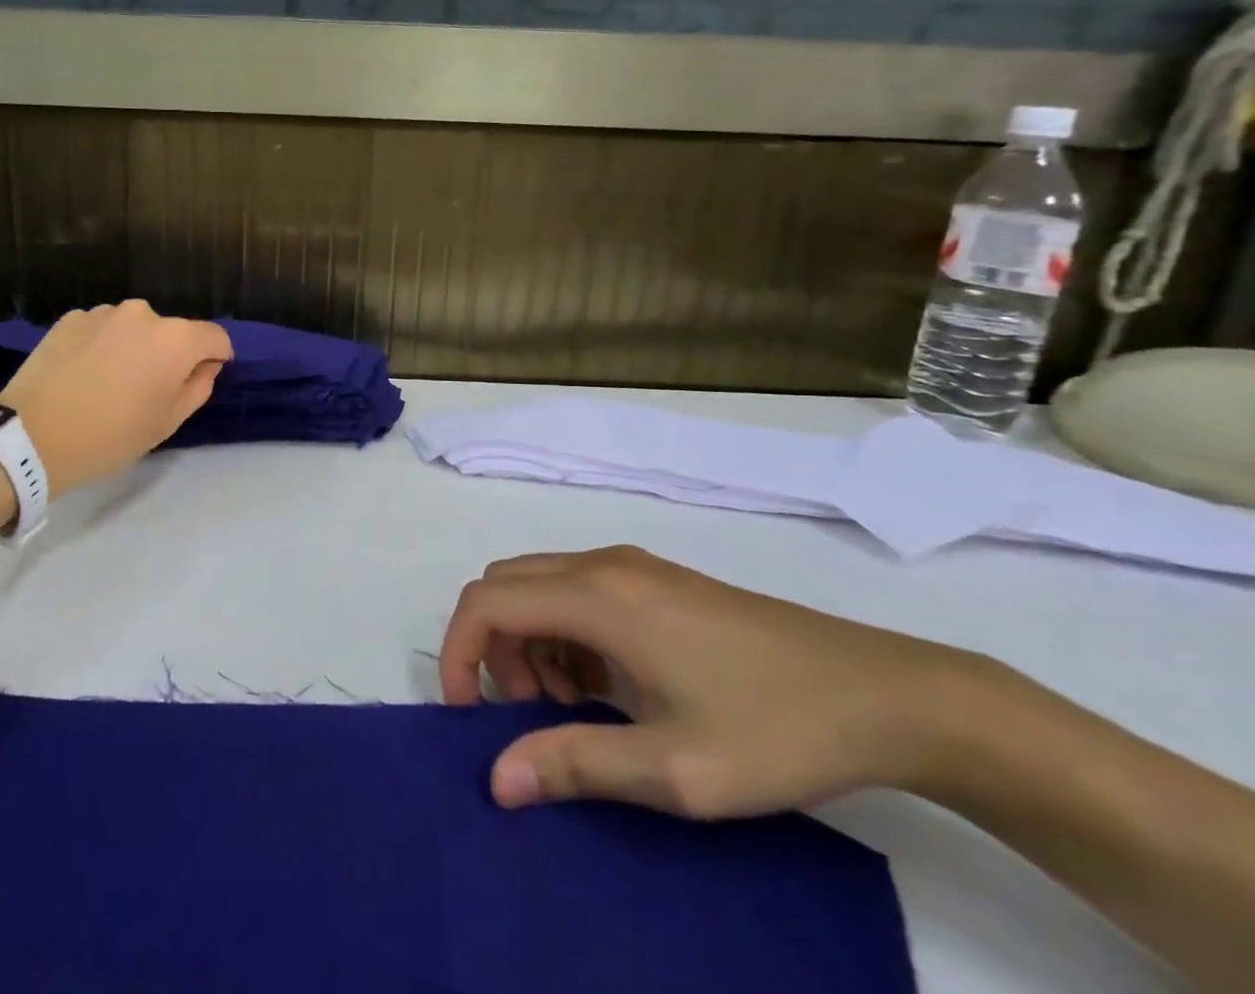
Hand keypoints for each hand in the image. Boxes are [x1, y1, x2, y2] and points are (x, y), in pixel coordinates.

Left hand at [0, 301, 231, 497]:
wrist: (32, 436)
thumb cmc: (111, 435)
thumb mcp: (167, 422)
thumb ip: (198, 387)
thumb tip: (204, 366)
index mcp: (176, 339)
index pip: (215, 337)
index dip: (216, 357)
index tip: (203, 377)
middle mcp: (143, 314)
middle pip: (172, 331)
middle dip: (169, 354)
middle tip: (148, 389)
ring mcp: (103, 312)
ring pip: (134, 328)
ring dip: (133, 347)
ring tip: (109, 382)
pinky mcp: (70, 318)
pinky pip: (101, 329)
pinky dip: (101, 345)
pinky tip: (82, 374)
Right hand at [439, 547, 985, 818]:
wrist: (884, 695)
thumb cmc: (774, 730)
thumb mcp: (673, 768)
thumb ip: (576, 764)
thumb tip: (497, 778)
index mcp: (597, 597)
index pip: (487, 602)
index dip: (459, 653)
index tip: (470, 716)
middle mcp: (602, 566)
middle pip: (505, 585)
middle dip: (494, 647)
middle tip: (529, 715)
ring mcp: (632, 567)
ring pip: (538, 585)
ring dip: (529, 641)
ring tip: (575, 708)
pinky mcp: (656, 580)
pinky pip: (576, 590)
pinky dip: (563, 632)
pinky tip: (608, 685)